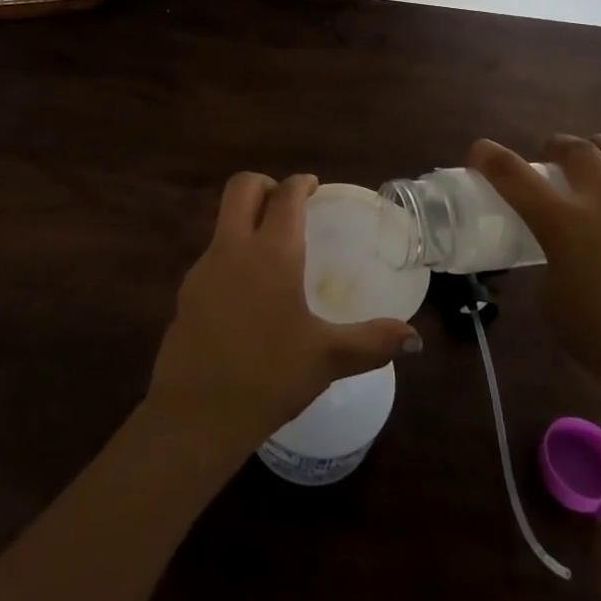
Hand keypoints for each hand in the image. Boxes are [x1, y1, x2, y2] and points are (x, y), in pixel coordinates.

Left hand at [145, 173, 419, 463]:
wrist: (194, 416)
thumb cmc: (267, 377)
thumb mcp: (326, 359)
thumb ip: (372, 343)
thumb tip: (414, 338)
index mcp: (272, 253)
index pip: (285, 196)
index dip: (300, 183)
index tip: (313, 186)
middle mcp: (234, 248)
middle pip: (242, 188)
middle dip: (266, 185)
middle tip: (289, 205)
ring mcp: (204, 268)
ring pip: (223, 220)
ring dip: (247, 219)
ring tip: (274, 251)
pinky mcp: (187, 293)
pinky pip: (214, 255)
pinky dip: (234, 254)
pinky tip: (250, 293)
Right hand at [470, 135, 600, 409]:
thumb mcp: (555, 306)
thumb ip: (549, 268)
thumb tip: (555, 256)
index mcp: (563, 225)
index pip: (514, 175)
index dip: (489, 157)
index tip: (479, 152)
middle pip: (574, 148)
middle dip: (554, 145)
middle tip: (548, 158)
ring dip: (595, 144)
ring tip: (590, 154)